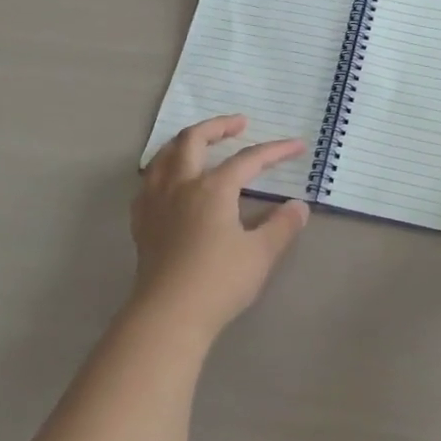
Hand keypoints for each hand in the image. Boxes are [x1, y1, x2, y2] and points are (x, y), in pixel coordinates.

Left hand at [130, 115, 309, 344]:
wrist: (167, 316)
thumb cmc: (218, 283)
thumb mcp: (260, 255)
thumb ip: (281, 226)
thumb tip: (298, 207)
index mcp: (213, 188)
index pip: (248, 159)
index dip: (274, 150)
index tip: (296, 145)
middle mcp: (181, 185)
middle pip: (194, 140)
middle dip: (218, 126)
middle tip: (238, 124)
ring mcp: (156, 202)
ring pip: (165, 156)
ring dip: (185, 142)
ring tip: (200, 142)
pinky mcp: (142, 223)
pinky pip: (148, 183)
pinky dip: (162, 170)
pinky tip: (169, 181)